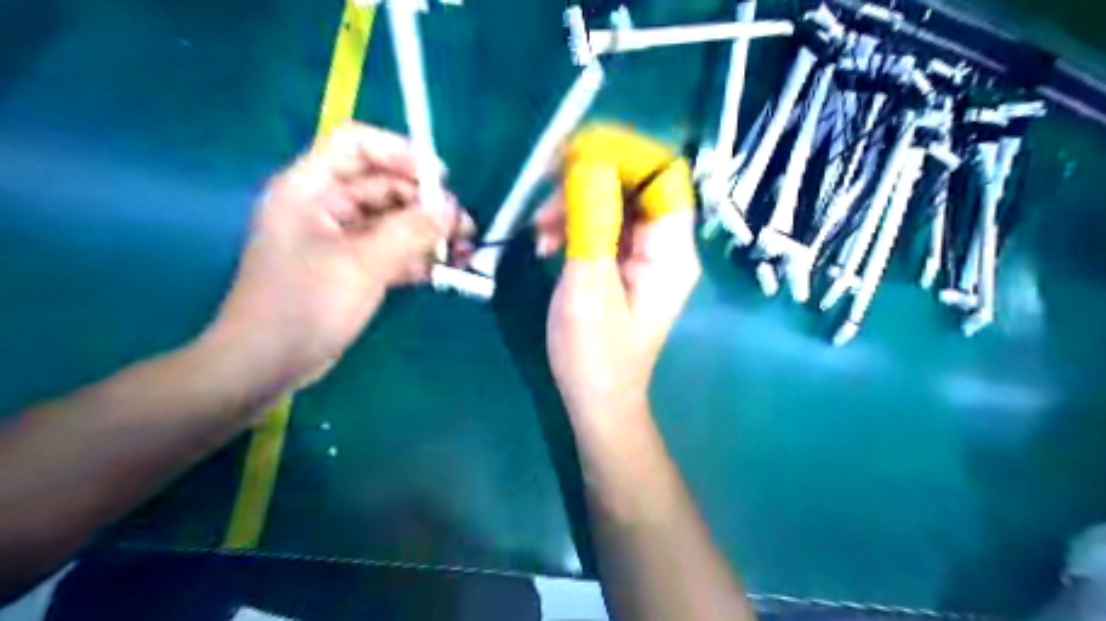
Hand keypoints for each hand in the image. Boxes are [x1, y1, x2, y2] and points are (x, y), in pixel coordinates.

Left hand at [206, 120, 470, 388]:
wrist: (269, 364)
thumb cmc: (306, 305)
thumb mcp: (363, 263)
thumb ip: (410, 231)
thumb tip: (451, 208)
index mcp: (310, 189)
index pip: (356, 145)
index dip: (400, 153)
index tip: (441, 179)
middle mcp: (324, 206)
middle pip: (383, 186)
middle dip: (425, 204)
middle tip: (463, 228)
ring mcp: (338, 238)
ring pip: (392, 221)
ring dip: (426, 233)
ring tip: (462, 252)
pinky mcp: (351, 266)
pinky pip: (389, 249)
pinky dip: (415, 257)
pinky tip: (439, 272)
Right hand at [537, 124, 697, 424]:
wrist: (598, 400)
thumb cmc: (593, 353)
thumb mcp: (587, 285)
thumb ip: (591, 221)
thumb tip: (590, 163)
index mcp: (670, 251)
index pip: (663, 176)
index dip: (623, 154)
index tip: (574, 153)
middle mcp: (666, 246)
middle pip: (638, 185)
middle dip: (589, 180)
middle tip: (545, 194)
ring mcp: (647, 256)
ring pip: (616, 204)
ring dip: (575, 204)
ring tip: (538, 230)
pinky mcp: (627, 265)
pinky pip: (605, 226)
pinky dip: (576, 224)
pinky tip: (547, 242)